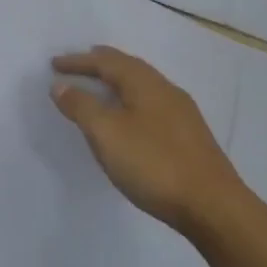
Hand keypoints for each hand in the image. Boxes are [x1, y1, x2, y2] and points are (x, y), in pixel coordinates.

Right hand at [50, 45, 253, 240]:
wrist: (212, 205)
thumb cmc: (154, 164)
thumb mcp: (107, 134)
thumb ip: (82, 106)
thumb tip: (60, 83)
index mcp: (145, 84)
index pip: (107, 62)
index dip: (79, 62)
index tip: (54, 64)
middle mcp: (166, 90)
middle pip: (129, 68)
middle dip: (101, 64)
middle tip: (79, 64)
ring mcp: (181, 113)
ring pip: (143, 86)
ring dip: (118, 82)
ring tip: (101, 88)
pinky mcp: (189, 136)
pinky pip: (152, 104)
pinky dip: (131, 101)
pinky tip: (130, 119)